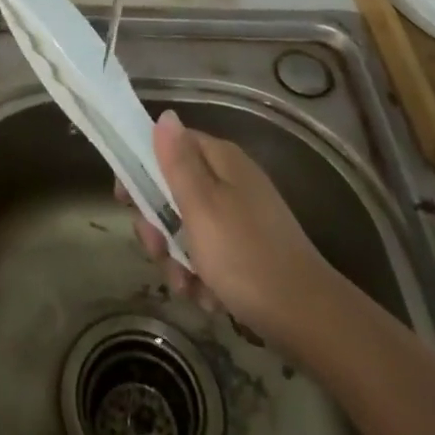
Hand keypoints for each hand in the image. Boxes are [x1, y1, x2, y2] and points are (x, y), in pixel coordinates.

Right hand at [128, 110, 331, 345]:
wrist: (308, 319)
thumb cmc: (245, 256)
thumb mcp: (201, 206)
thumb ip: (178, 162)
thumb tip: (165, 115)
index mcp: (221, 160)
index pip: (170, 146)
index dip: (141, 169)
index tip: (125, 201)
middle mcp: (232, 180)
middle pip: (175, 190)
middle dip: (159, 226)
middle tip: (158, 252)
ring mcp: (243, 216)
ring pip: (189, 227)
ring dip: (179, 258)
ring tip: (187, 287)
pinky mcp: (251, 249)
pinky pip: (212, 254)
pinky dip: (204, 275)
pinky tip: (208, 299)